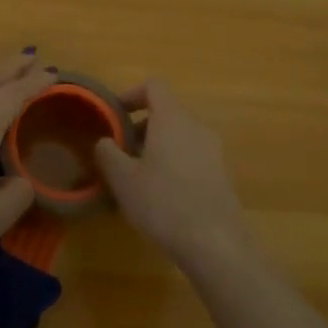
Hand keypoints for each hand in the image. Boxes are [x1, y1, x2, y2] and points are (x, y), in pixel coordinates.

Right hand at [94, 79, 250, 270]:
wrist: (215, 241)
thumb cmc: (163, 202)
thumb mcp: (123, 179)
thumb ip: (108, 153)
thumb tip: (105, 141)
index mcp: (172, 118)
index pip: (153, 86)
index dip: (131, 95)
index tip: (115, 117)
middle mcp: (196, 126)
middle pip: (167, 112)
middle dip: (141, 127)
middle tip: (122, 153)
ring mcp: (214, 149)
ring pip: (180, 135)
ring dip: (158, 147)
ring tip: (139, 178)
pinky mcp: (222, 173)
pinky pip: (193, 155)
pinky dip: (175, 163)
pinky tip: (163, 196)